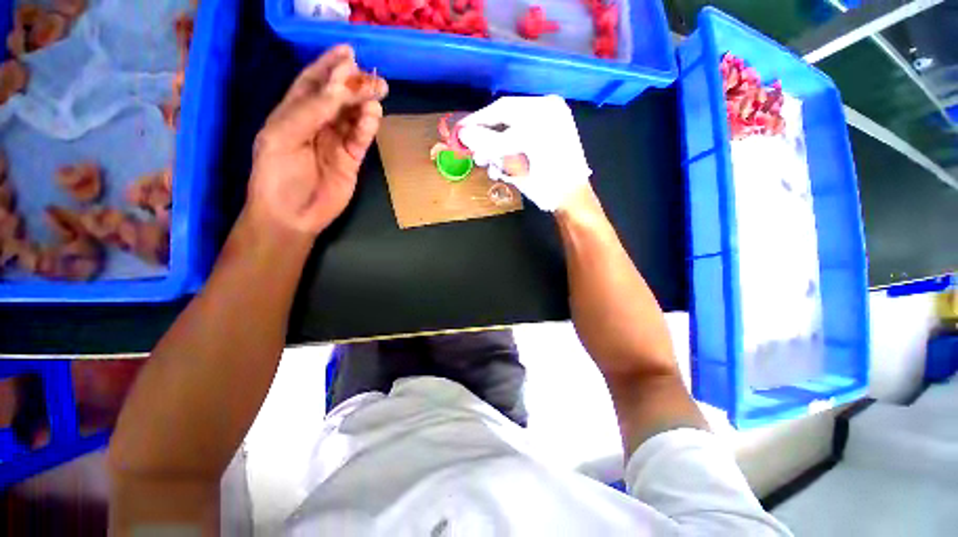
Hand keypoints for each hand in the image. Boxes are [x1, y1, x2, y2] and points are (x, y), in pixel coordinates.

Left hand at [247, 45, 387, 236]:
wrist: (292, 215)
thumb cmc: (276, 176)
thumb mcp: (282, 137)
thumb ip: (310, 112)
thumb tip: (340, 89)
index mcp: (292, 113)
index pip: (313, 83)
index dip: (329, 65)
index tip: (349, 52)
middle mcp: (316, 124)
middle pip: (338, 98)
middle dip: (354, 84)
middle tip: (374, 76)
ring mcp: (335, 143)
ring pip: (353, 117)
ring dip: (364, 104)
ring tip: (378, 92)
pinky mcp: (351, 160)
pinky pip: (361, 139)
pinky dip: (367, 128)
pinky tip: (373, 116)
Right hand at [457, 95, 590, 211]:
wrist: (573, 199)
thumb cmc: (547, 187)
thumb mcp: (516, 167)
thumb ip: (489, 145)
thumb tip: (464, 133)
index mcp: (543, 114)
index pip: (501, 111)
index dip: (477, 122)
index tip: (459, 132)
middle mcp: (548, 107)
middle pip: (506, 115)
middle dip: (487, 136)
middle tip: (474, 151)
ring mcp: (554, 115)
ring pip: (514, 122)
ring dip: (498, 142)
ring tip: (489, 162)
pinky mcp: (555, 125)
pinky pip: (525, 126)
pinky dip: (511, 142)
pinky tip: (505, 161)